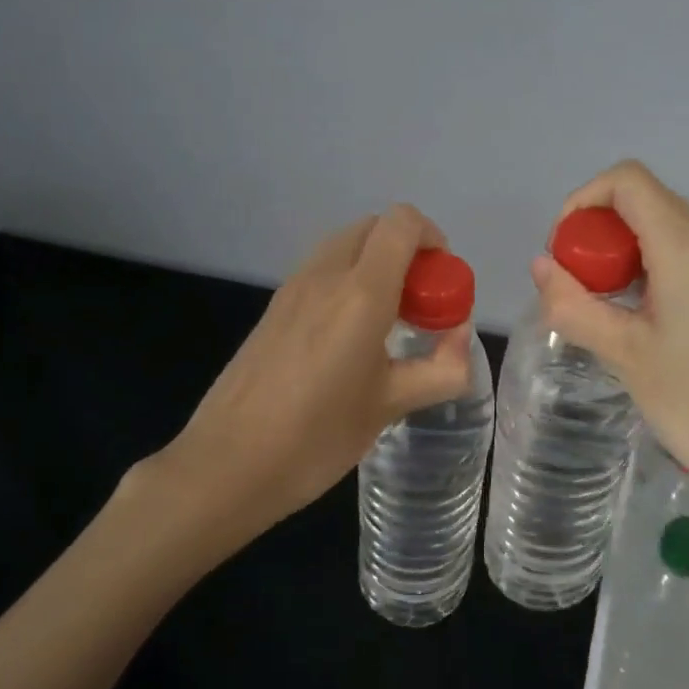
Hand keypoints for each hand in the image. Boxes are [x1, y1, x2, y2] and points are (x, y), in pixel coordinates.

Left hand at [167, 205, 472, 528]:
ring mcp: (292, 289)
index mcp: (360, 293)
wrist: (228, 464)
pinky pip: (321, 272)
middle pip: (373, 228)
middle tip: (420, 305)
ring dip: (375, 266)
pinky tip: (349, 339)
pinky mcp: (273, 309)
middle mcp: (324, 276)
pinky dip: (347, 282)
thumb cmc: (317, 437)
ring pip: (344, 247)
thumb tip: (461, 339)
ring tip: (388, 324)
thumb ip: (440, 369)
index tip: (441, 284)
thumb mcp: (391, 406)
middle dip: (406, 252)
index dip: (432, 239)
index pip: (401, 223)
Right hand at [531, 161, 688, 546]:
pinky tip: (665, 328)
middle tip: (584, 289)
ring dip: (636, 255)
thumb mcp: (623, 354)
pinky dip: (669, 272)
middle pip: (651, 204)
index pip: (627, 181)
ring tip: (618, 312)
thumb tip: (542, 266)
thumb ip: (573, 304)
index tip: (566, 251)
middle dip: (605, 234)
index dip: (584, 202)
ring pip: (679, 233)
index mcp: (687, 246)